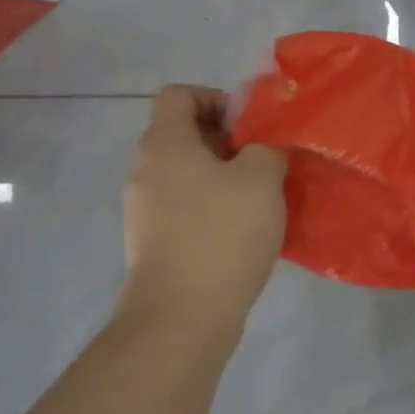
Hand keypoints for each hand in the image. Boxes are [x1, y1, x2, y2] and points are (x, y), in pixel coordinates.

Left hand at [119, 86, 287, 339]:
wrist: (181, 319)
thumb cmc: (221, 233)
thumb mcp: (262, 176)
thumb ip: (268, 144)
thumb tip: (267, 141)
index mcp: (164, 142)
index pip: (180, 94)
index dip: (217, 98)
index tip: (249, 127)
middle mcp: (146, 169)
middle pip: (185, 133)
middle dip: (228, 140)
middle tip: (264, 160)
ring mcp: (145, 208)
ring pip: (188, 172)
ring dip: (224, 175)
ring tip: (260, 196)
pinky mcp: (153, 241)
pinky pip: (185, 206)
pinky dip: (212, 206)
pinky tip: (243, 229)